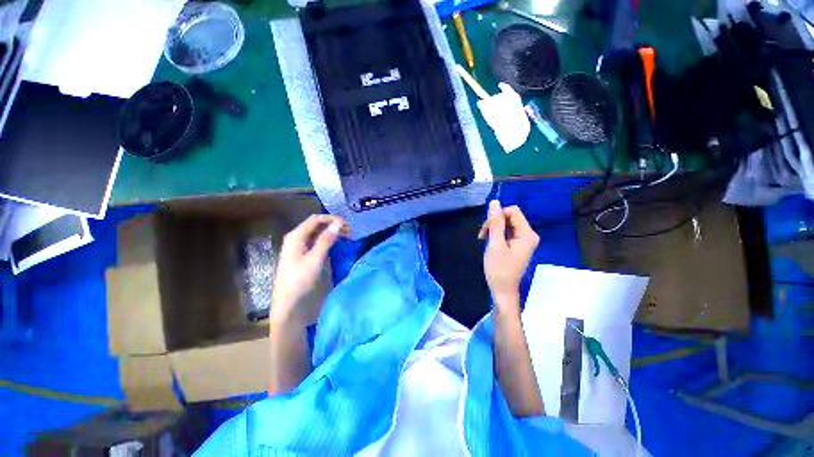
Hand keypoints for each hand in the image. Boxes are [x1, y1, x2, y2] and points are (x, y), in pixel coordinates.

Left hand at [271, 214, 344, 325]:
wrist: (288, 301)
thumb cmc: (300, 279)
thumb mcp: (315, 258)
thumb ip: (326, 239)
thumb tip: (338, 223)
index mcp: (296, 236)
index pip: (315, 219)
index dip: (332, 219)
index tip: (347, 223)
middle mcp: (296, 237)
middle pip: (316, 225)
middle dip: (333, 225)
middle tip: (350, 230)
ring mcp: (298, 245)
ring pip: (317, 233)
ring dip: (332, 232)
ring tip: (347, 235)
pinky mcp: (302, 253)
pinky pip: (316, 241)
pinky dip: (327, 240)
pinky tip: (336, 243)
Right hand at [478, 200, 538, 307]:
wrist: (503, 290)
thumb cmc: (499, 269)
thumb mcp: (495, 244)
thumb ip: (495, 223)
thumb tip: (494, 202)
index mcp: (527, 234)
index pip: (513, 211)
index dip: (497, 215)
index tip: (487, 229)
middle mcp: (529, 234)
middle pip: (510, 217)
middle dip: (494, 223)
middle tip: (482, 236)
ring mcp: (524, 240)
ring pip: (507, 224)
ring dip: (494, 229)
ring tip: (484, 240)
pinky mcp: (518, 244)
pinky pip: (507, 232)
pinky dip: (497, 235)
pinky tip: (490, 242)